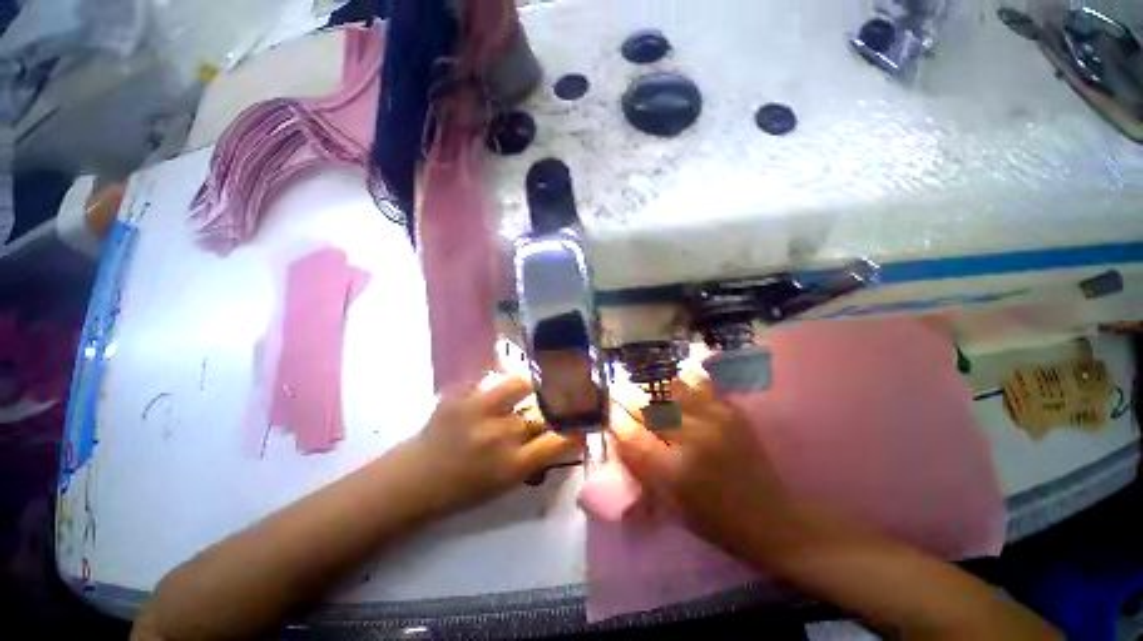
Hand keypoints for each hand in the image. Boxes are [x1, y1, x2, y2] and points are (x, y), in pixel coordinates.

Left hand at [405, 376, 580, 514]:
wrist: (413, 480)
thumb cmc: (461, 490)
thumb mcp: (503, 484)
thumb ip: (533, 458)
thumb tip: (558, 434)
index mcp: (512, 465)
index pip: (557, 441)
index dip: (574, 429)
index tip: (581, 421)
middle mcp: (500, 436)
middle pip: (541, 412)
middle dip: (552, 406)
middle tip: (554, 401)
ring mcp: (478, 411)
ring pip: (520, 384)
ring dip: (528, 385)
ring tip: (528, 385)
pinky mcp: (460, 396)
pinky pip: (488, 377)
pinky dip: (496, 380)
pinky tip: (496, 384)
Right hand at [610, 377, 790, 555]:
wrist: (775, 521)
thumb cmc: (717, 522)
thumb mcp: (671, 505)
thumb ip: (643, 469)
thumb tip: (621, 437)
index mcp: (675, 472)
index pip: (631, 436)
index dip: (614, 419)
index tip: (606, 410)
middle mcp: (694, 440)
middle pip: (650, 408)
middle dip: (629, 398)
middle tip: (620, 392)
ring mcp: (716, 421)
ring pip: (674, 389)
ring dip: (659, 390)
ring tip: (655, 393)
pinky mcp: (733, 412)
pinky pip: (702, 386)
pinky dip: (686, 384)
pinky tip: (681, 389)